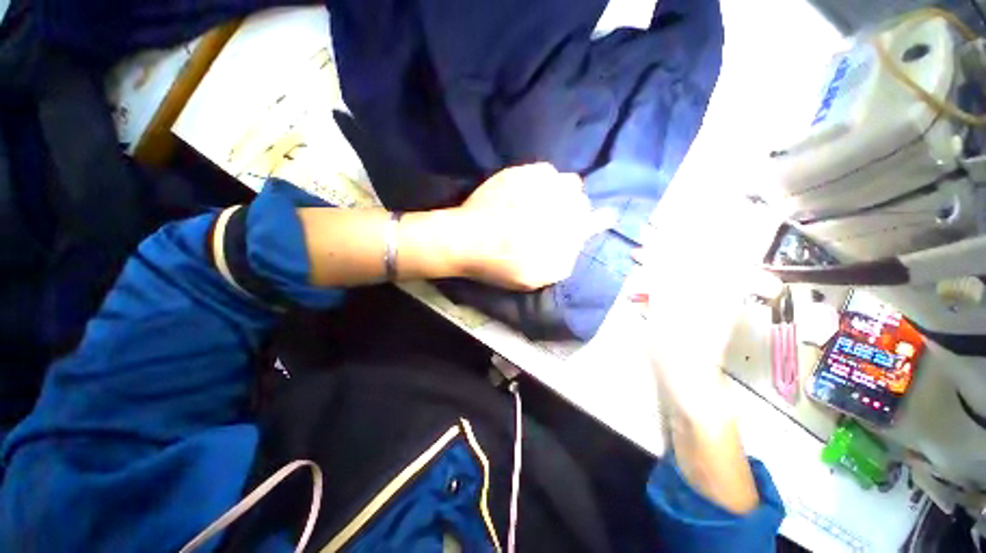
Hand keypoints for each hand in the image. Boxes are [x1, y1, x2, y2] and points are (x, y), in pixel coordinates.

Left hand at [449, 163, 602, 290]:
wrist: (466, 239)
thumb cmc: (500, 263)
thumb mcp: (535, 278)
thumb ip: (564, 262)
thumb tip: (581, 242)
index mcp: (562, 230)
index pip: (594, 220)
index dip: (598, 220)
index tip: (602, 218)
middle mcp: (558, 202)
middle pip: (580, 200)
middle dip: (572, 210)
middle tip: (553, 220)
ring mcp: (540, 183)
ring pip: (566, 182)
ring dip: (560, 193)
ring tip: (541, 205)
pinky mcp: (521, 171)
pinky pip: (546, 171)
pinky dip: (542, 181)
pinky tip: (526, 194)